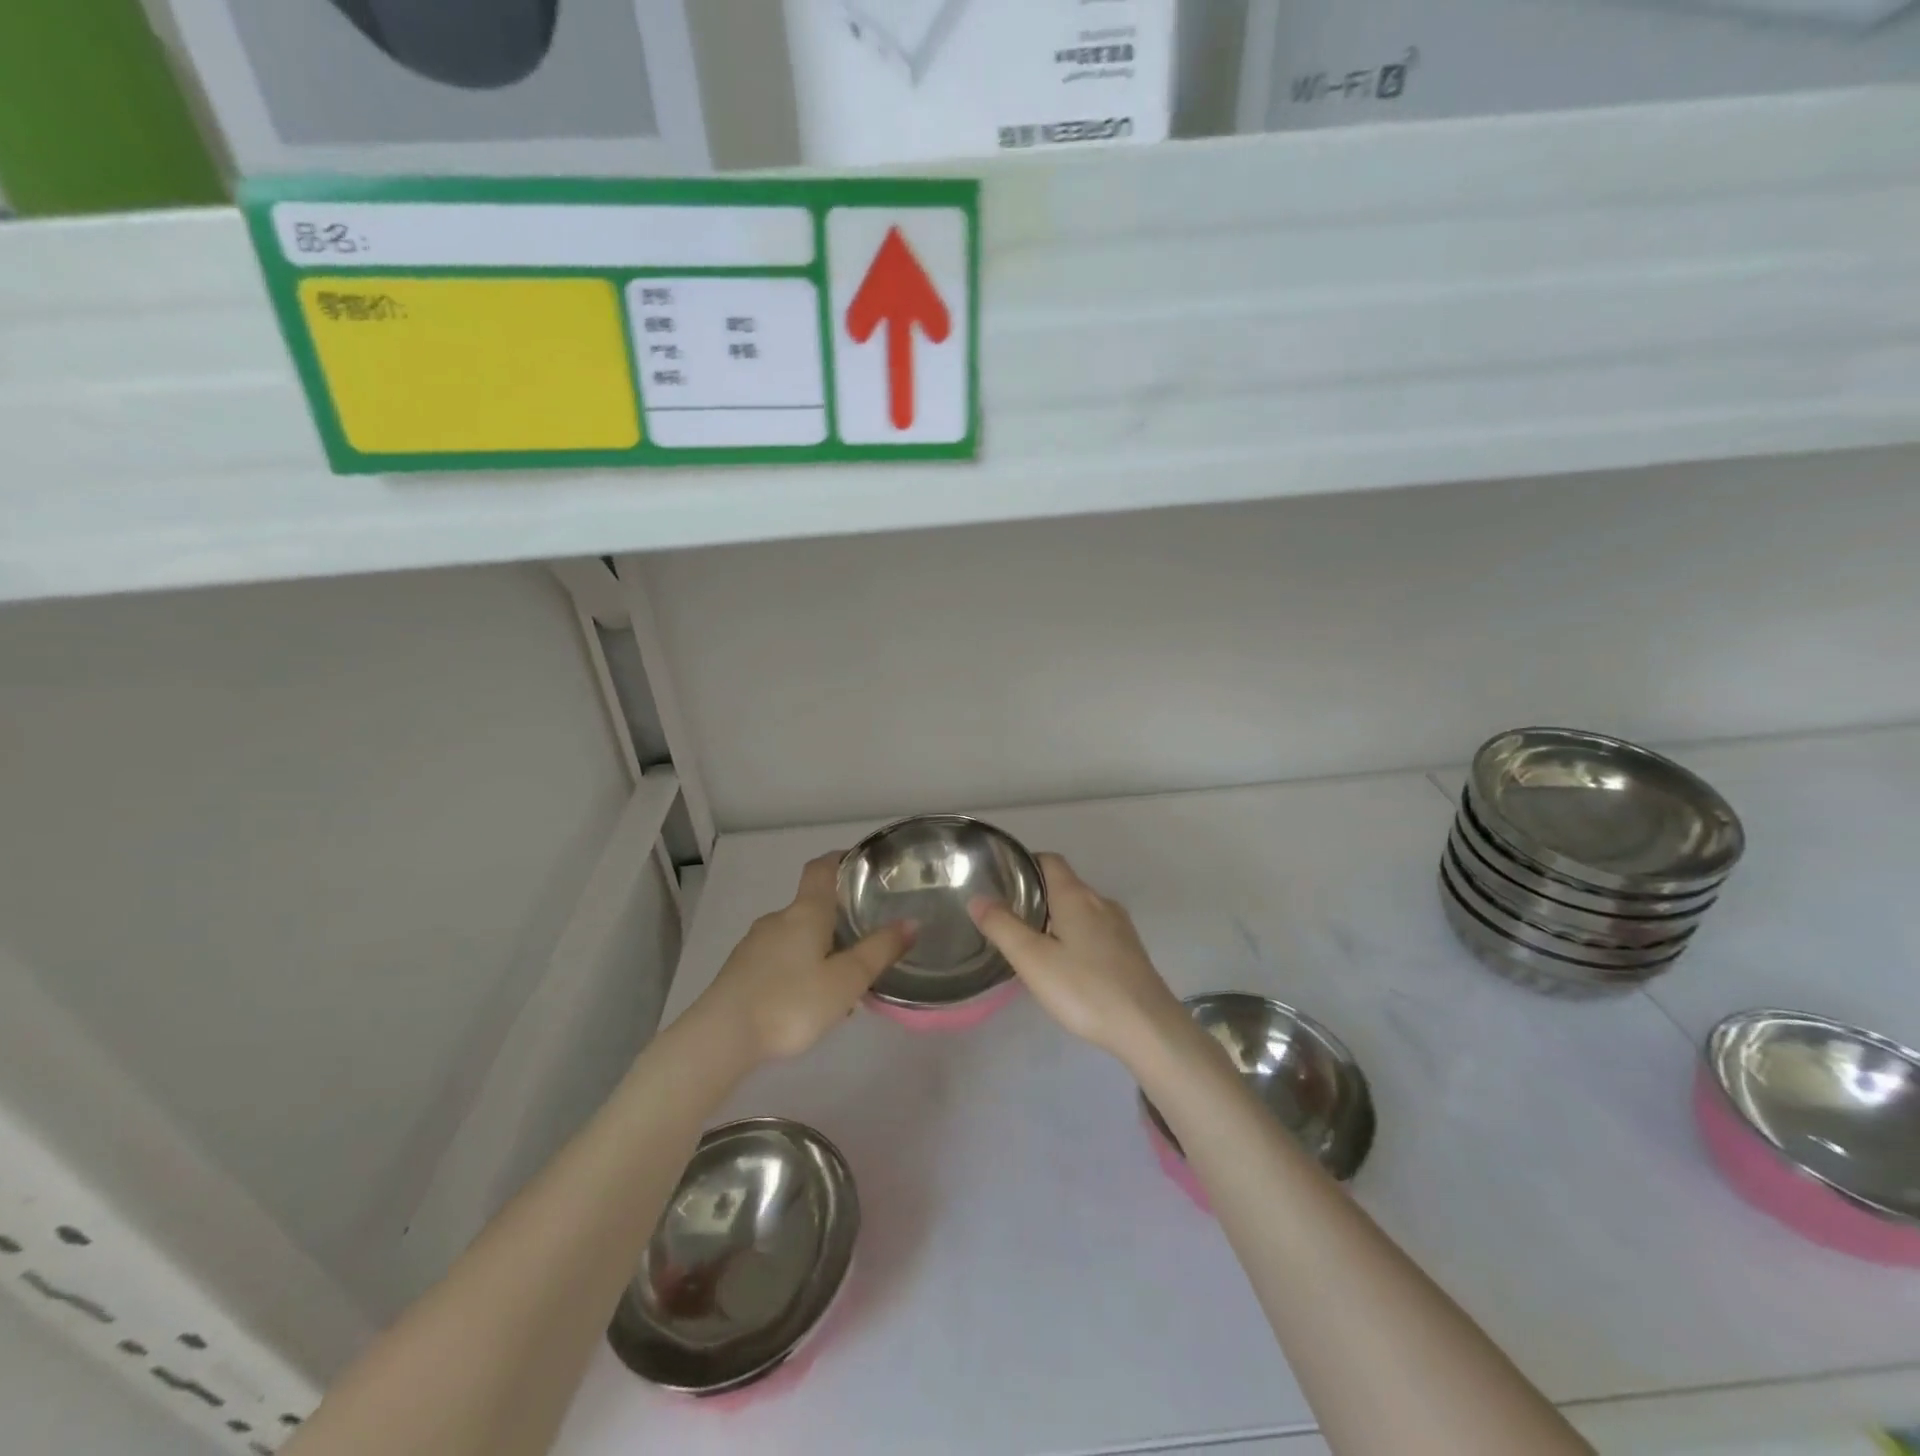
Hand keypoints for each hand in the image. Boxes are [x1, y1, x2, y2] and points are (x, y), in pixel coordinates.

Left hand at [693, 854, 914, 1062]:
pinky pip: (778, 959)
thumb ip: (880, 950)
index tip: (860, 863)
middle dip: (836, 920)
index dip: (840, 859)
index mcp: (805, 912)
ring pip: (795, 937)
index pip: (821, 868)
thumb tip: (911, 921)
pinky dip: (797, 969)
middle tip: (864, 942)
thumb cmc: (791, 1003)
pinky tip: (807, 1002)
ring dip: (818, 950)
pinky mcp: (740, 971)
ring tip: (840, 982)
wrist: (720, 1038)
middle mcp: (777, 919)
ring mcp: (754, 945)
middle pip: (811, 906)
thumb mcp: (846, 980)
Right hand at [969, 853, 1184, 1064]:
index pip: (1049, 860)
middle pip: (1065, 884)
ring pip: (1081, 909)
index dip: (1025, 863)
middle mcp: (1100, 902)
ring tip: (1033, 942)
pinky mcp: (1130, 950)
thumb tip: (978, 898)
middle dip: (1037, 894)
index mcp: (1076, 895)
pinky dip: (1075, 935)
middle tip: (1008, 916)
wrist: (1148, 1027)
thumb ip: (1002, 926)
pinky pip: (1095, 930)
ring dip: (1057, 917)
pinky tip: (1066, 964)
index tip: (1002, 879)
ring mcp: (1120, 926)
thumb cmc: (1084, 989)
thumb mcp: (1032, 959)